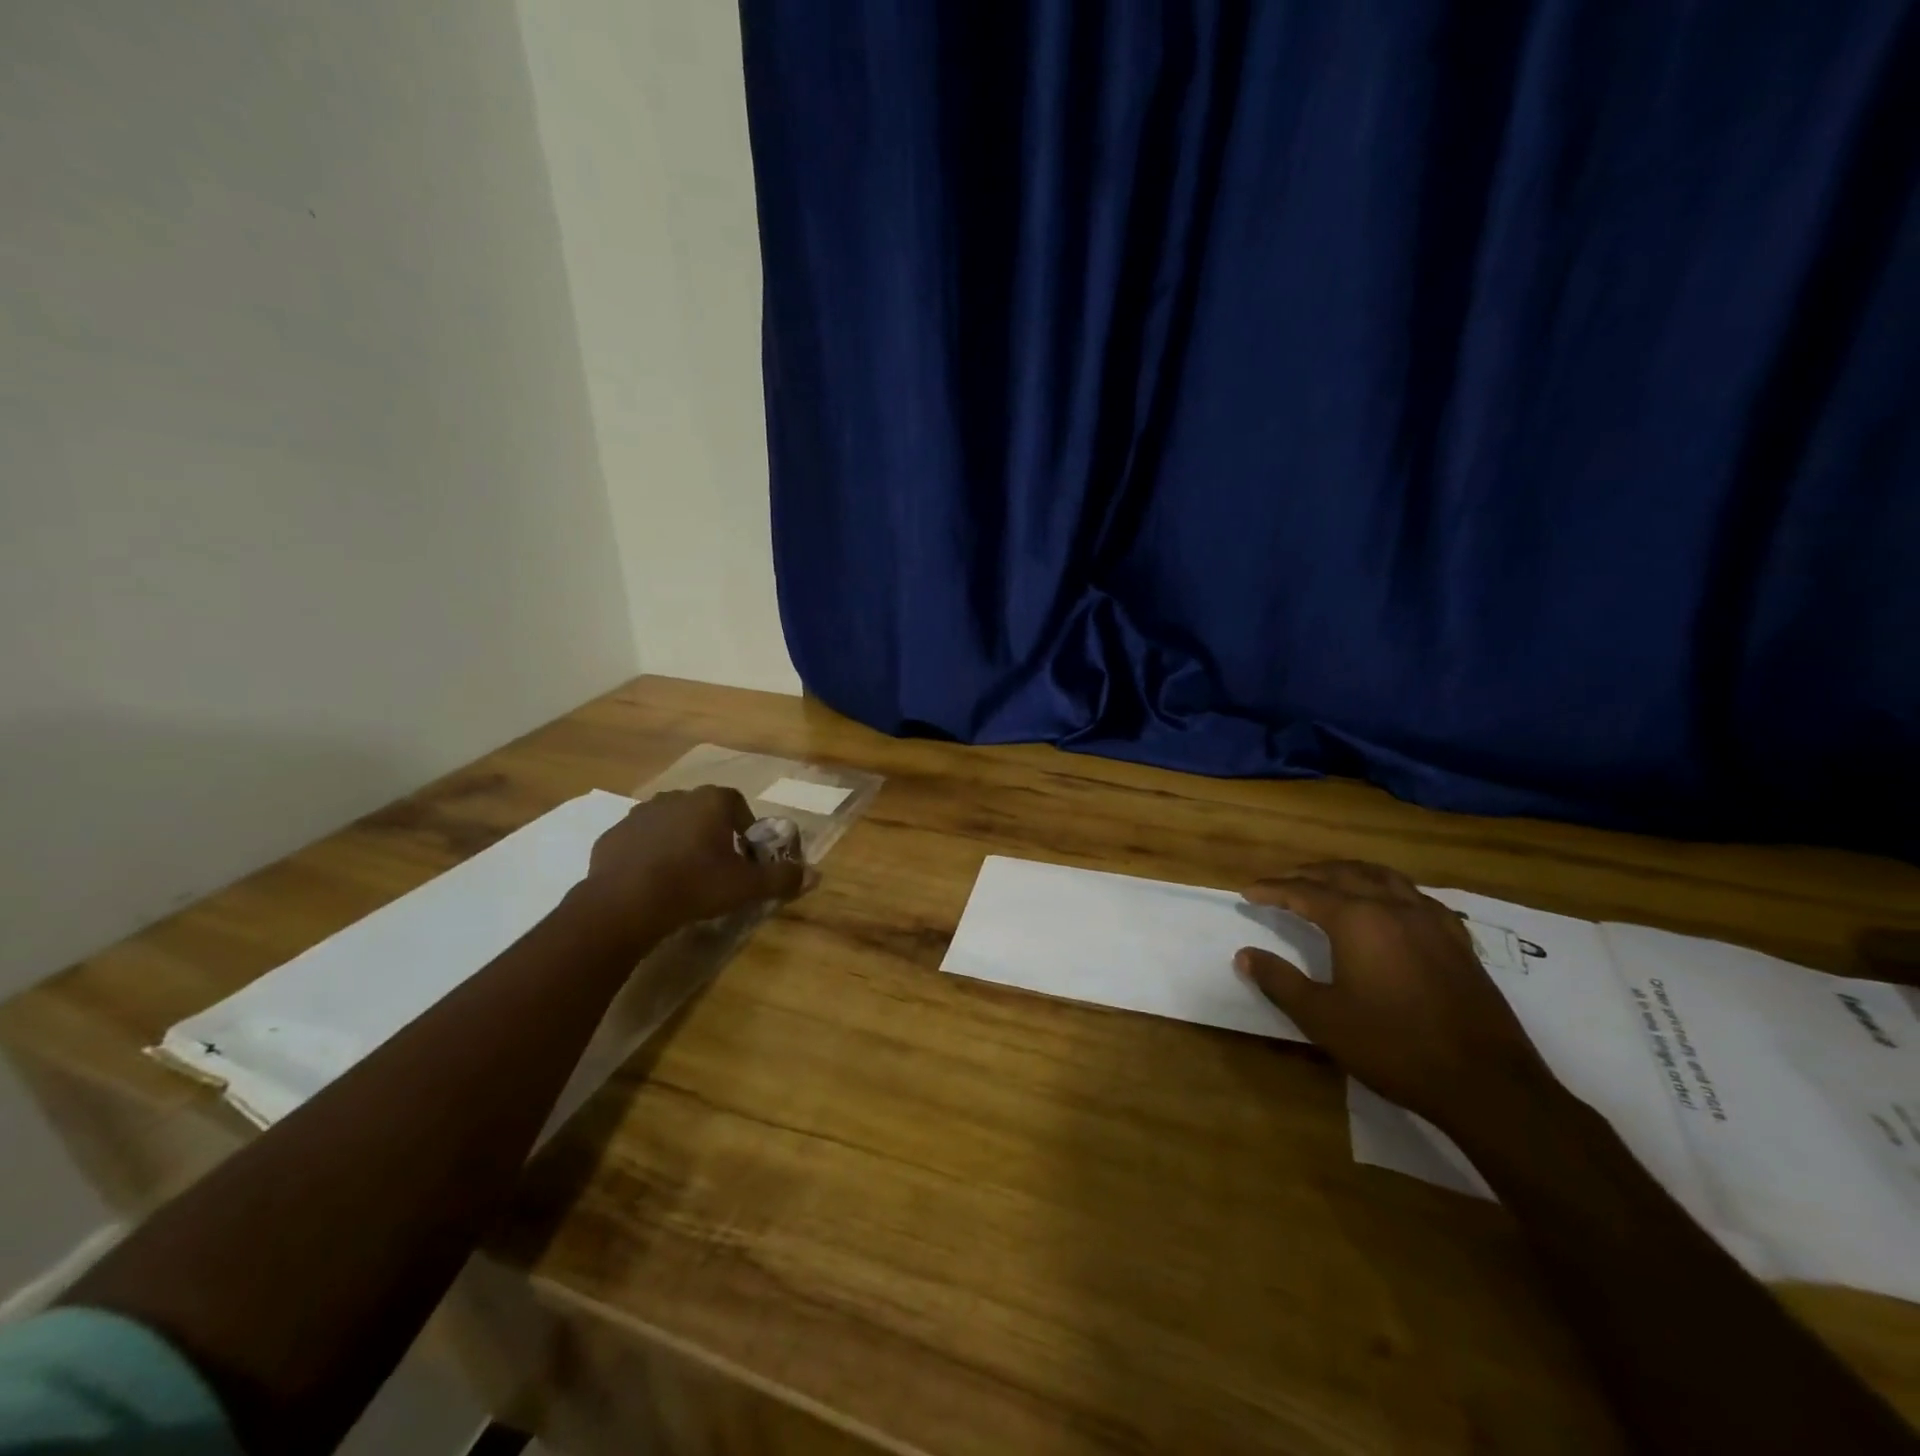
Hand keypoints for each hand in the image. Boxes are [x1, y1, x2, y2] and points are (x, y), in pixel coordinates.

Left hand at [578, 786, 805, 943]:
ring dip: (680, 841)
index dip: (745, 828)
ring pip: (670, 824)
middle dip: (712, 834)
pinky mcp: (613, 835)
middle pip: (703, 812)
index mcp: (711, 801)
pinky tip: (652, 882)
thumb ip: (782, 878)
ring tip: (684, 875)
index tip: (745, 855)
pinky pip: (640, 841)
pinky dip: (649, 854)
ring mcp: (640, 814)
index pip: (737, 804)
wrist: (624, 904)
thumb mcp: (746, 886)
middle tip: (717, 867)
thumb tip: (815, 875)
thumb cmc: (694, 885)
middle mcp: (676, 797)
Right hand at [1235, 861, 1555, 1137]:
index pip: (1303, 892)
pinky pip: (1414, 895)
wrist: (1485, 1082)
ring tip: (1327, 879)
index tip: (1247, 892)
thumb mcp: (1323, 1018)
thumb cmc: (1393, 1047)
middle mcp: (1392, 906)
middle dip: (1306, 874)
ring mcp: (1430, 920)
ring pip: (1381, 876)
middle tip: (1280, 881)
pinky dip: (1387, 887)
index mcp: (1356, 920)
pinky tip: (1387, 903)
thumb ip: (1279, 981)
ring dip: (1347, 872)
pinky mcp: (1456, 939)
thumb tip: (1244, 955)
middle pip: (1341, 874)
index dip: (1272, 890)